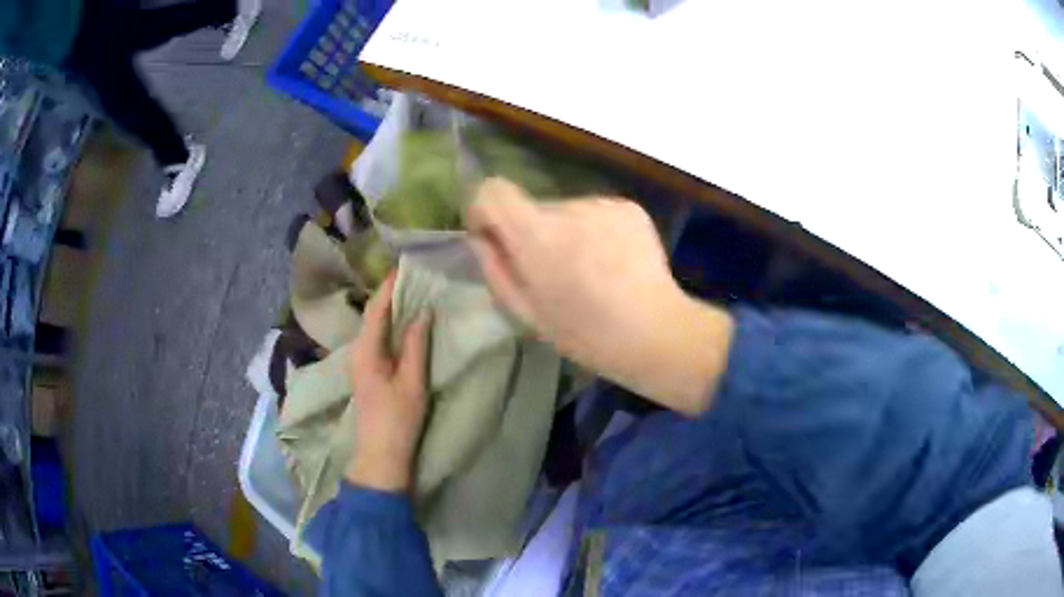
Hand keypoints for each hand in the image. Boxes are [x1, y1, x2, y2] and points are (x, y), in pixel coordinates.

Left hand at [345, 273, 431, 491]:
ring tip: (411, 294)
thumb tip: (422, 313)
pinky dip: (390, 325)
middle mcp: (358, 351)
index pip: (376, 309)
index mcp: (366, 350)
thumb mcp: (412, 382)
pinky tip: (405, 324)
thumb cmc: (397, 419)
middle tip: (412, 277)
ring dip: (389, 309)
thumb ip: (416, 346)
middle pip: (371, 315)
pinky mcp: (368, 372)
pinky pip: (377, 339)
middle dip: (389, 295)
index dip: (389, 287)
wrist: (381, 455)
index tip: (404, 266)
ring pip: (373, 327)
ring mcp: (361, 362)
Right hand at [466, 178, 733, 414]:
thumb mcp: (526, 312)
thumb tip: (480, 237)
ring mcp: (603, 204)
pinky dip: (594, 232)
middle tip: (554, 273)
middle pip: (533, 206)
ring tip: (589, 271)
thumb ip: (495, 268)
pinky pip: (594, 213)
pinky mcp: (628, 207)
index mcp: (538, 235)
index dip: (484, 210)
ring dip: (567, 233)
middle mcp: (569, 208)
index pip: (492, 190)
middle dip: (533, 233)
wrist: (655, 331)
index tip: (493, 237)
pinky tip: (612, 262)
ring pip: (566, 211)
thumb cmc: (585, 334)